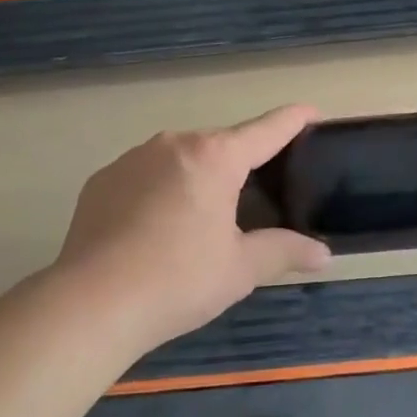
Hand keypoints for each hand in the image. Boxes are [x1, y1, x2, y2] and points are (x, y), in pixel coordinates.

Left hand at [52, 106, 331, 351]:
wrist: (92, 303)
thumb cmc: (178, 280)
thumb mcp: (240, 269)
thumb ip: (284, 251)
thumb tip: (323, 254)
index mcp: (215, 157)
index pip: (266, 130)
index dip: (294, 120)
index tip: (311, 112)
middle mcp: (174, 144)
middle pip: (221, 144)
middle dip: (241, 162)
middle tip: (257, 196)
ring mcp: (132, 158)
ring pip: (181, 157)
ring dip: (198, 175)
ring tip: (202, 217)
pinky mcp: (102, 179)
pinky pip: (145, 174)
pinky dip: (161, 189)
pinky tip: (156, 227)